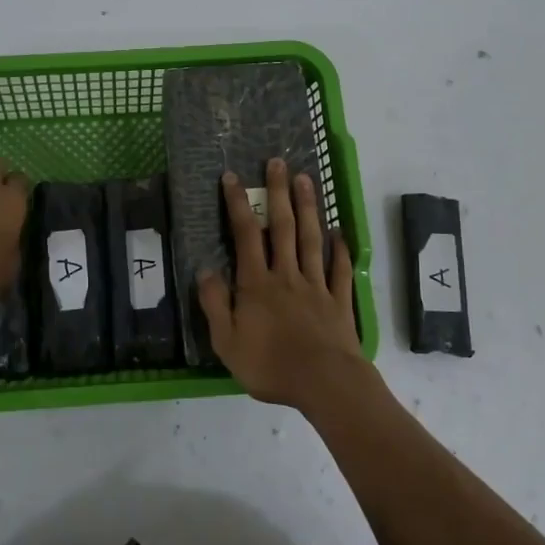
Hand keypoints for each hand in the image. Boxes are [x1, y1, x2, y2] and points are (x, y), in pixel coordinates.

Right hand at [197, 157, 365, 409]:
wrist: (325, 383)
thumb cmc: (270, 365)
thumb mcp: (226, 342)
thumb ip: (215, 304)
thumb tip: (204, 270)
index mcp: (256, 284)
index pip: (245, 235)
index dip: (238, 204)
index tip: (233, 177)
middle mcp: (286, 275)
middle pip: (281, 227)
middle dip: (278, 193)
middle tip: (277, 162)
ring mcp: (316, 285)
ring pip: (310, 239)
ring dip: (307, 208)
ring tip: (306, 179)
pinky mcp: (339, 300)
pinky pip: (339, 269)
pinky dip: (340, 249)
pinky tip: (340, 232)